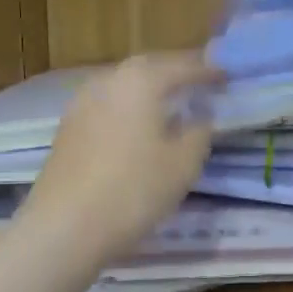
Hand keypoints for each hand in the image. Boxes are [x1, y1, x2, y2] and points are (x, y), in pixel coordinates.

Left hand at [20, 53, 221, 262]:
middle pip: (149, 68)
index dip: (208, 71)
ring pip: (124, 85)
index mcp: (142, 80)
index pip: (183, 66)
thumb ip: (199, 132)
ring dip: (149, 90)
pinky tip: (138, 127)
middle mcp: (109, 80)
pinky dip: (129, 108)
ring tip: (170, 105)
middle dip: (175, 73)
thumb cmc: (134, 190)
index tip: (227, 77)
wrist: (65, 225)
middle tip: (199, 85)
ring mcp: (82, 102)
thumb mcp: (184, 164)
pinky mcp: (68, 127)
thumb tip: (200, 115)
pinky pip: (108, 105)